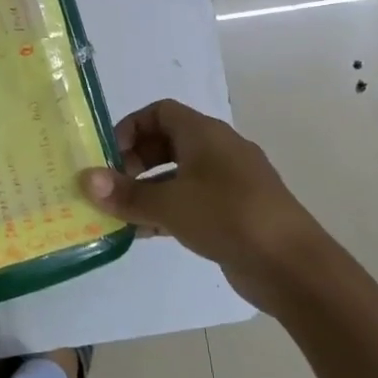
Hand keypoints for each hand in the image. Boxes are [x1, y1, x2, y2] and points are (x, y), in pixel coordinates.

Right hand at [78, 99, 332, 312]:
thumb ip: (125, 193)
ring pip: (178, 174)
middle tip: (113, 185)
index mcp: (205, 134)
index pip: (160, 112)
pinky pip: (192, 200)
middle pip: (167, 142)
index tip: (109, 154)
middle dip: (135, 161)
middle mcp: (218, 150)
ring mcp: (229, 182)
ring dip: (148, 190)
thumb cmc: (228, 217)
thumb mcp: (169, 204)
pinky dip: (168, 210)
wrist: (293, 265)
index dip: (130, 127)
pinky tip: (145, 233)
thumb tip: (85, 179)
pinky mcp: (235, 212)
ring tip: (121, 213)